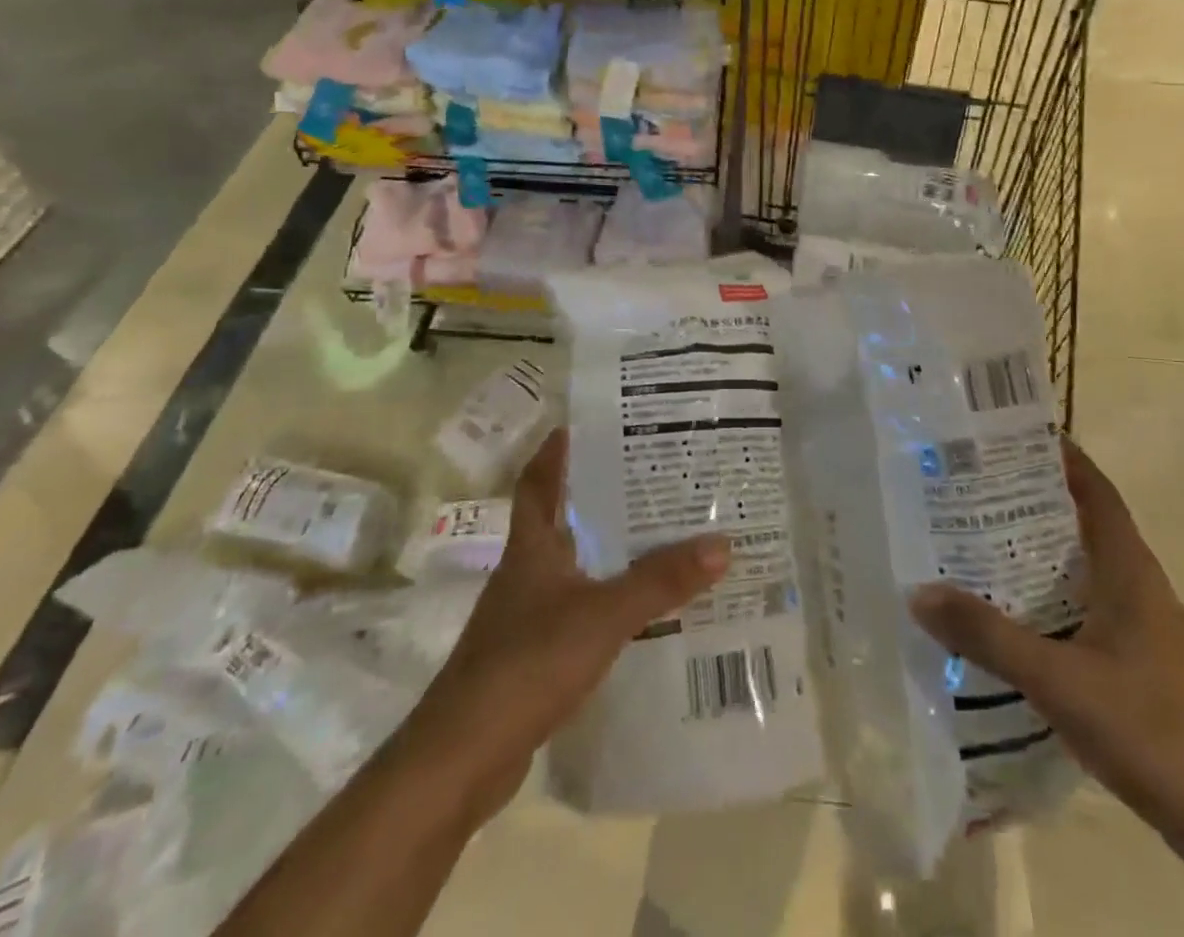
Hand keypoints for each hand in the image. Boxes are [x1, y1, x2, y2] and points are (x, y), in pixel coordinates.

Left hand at [413, 430, 729, 828]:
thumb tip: (722, 542)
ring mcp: (527, 616)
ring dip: (609, 549)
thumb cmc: (526, 666)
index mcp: (532, 547)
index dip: (557, 449)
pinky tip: (642, 609)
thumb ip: (660, 581)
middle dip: (600, 494)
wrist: (460, 761)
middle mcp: (527, 572)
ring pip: (574, 565)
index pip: (539, 481)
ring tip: (660, 534)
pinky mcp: (533, 657)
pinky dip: (608, 600)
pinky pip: (580, 610)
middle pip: (562, 518)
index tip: (589, 421)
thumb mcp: (602, 616)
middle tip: (653, 474)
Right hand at [910, 440, 1183, 861]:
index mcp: (1128, 569)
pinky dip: (1053, 593)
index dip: (1060, 456)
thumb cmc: (1149, 729)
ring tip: (983, 541)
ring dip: (1042, 549)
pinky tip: (1018, 614)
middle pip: (1086, 521)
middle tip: (975, 487)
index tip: (1010, 436)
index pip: (1096, 489)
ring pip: (1087, 566)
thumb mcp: (1057, 679)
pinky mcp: (1143, 661)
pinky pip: (1090, 604)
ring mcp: (1145, 626)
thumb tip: (919, 592)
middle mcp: (1140, 585)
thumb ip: (988, 636)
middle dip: (1035, 499)